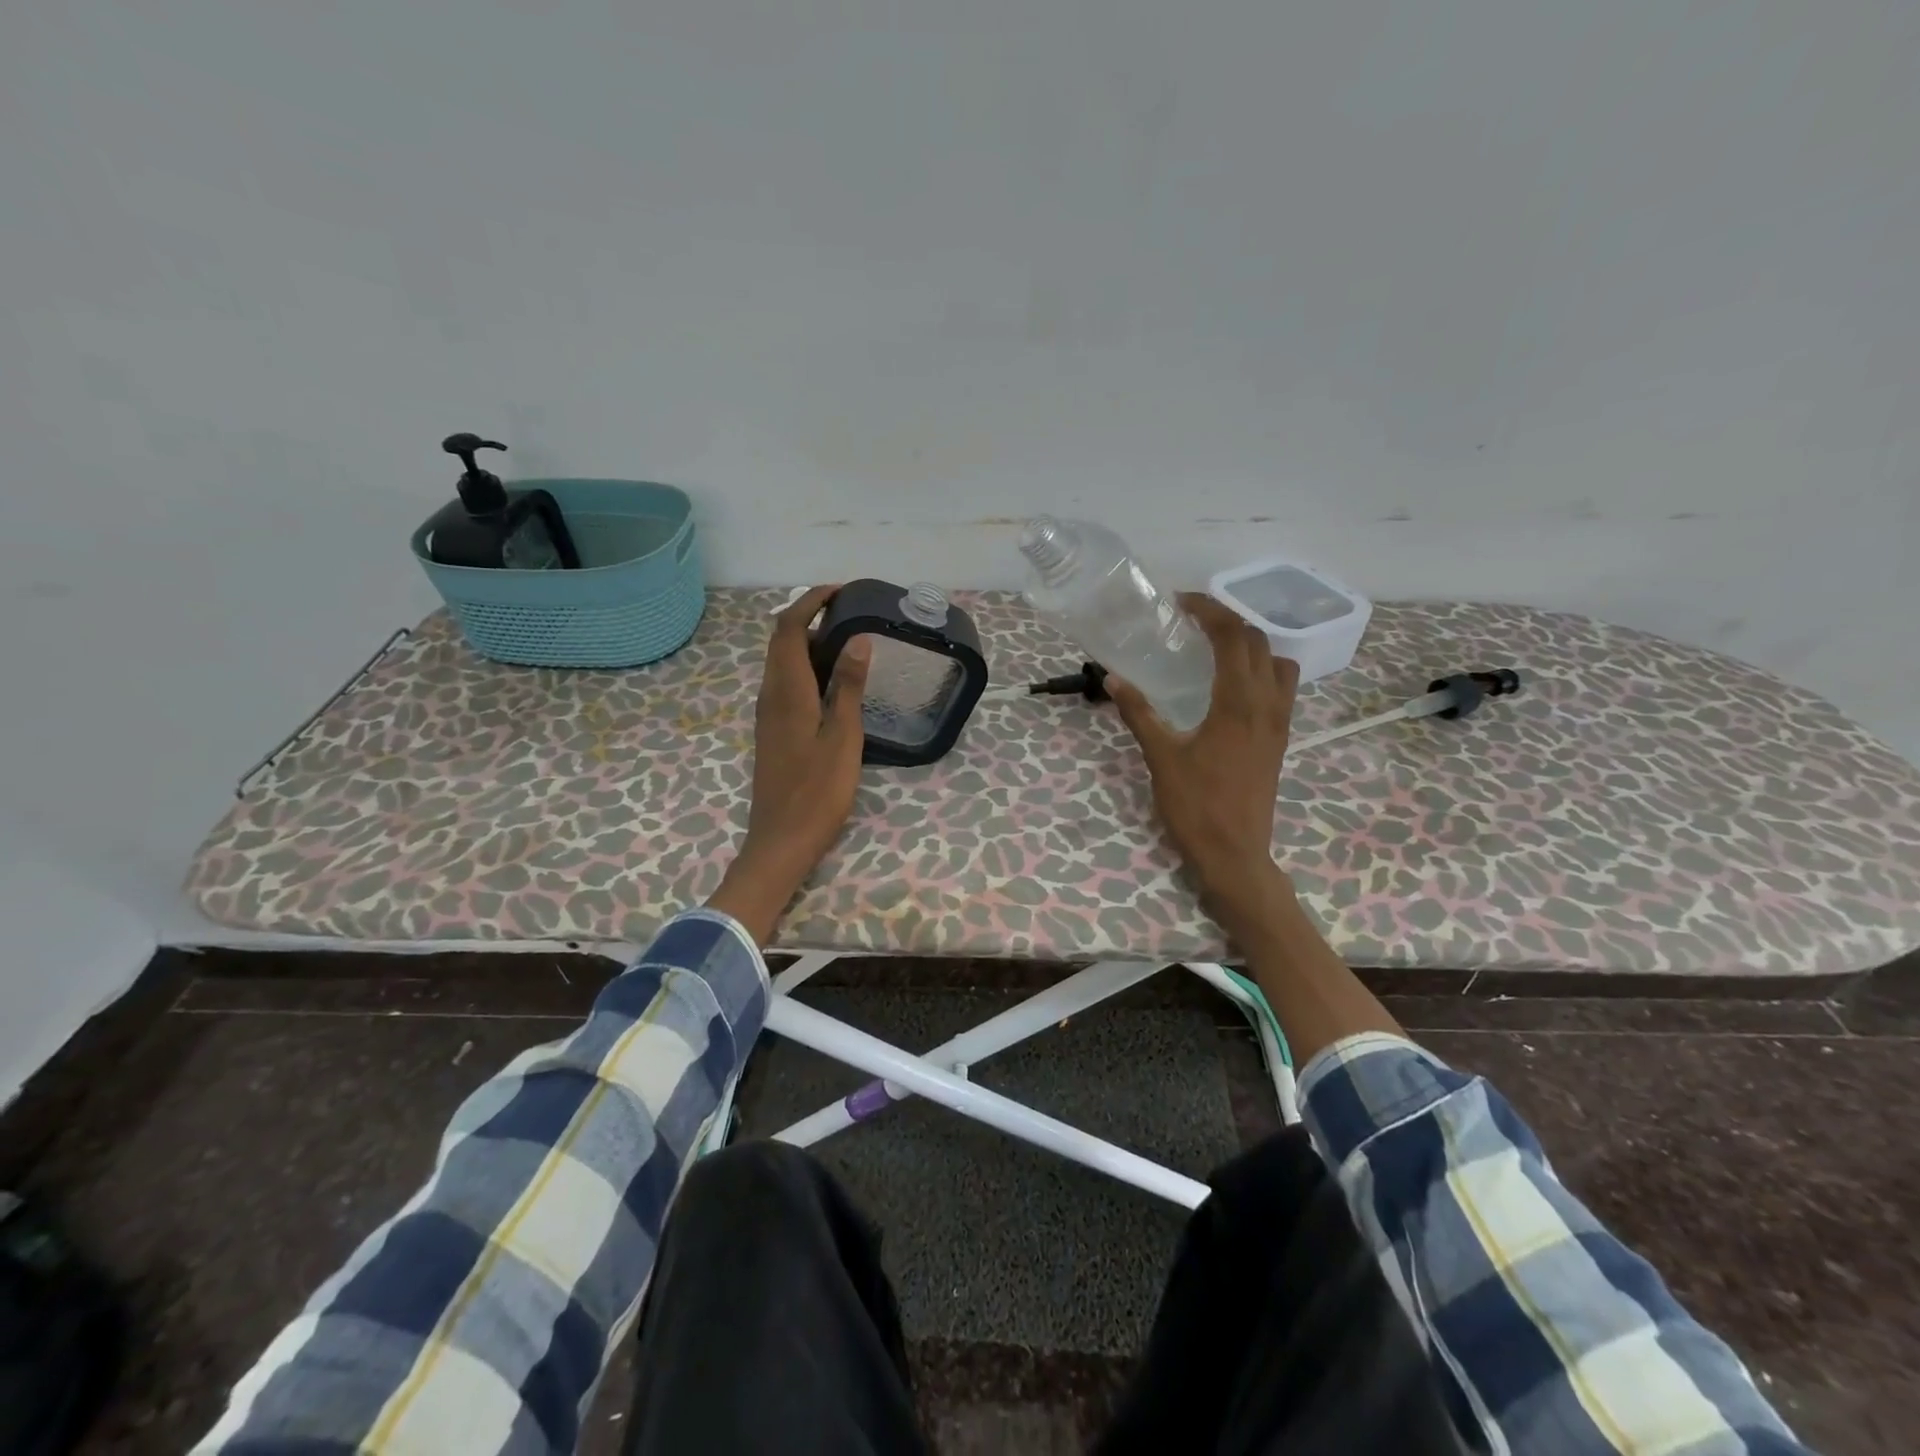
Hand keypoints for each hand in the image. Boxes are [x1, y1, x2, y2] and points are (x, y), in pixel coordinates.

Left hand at [708, 586, 871, 941]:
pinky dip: (806, 666)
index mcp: (787, 691)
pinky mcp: (773, 730)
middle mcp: (771, 695)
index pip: (789, 628)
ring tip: (848, 640)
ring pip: (782, 662)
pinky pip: (786, 682)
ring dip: (808, 641)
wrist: (781, 840)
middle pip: (781, 640)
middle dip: (810, 615)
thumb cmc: (817, 791)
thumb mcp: (843, 737)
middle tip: (850, 612)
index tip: (842, 591)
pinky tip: (834, 681)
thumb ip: (848, 686)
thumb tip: (857, 638)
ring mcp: (768, 714)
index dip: (811, 601)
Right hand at [1109, 594, 1300, 940]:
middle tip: (1192, 619)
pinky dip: (1261, 670)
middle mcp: (1267, 704)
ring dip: (1251, 644)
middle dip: (1227, 620)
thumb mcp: (1161, 757)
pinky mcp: (1280, 739)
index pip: (1232, 636)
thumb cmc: (1196, 806)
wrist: (1235, 854)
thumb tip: (1112, 678)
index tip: (1181, 603)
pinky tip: (1231, 685)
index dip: (1209, 610)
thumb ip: (1139, 713)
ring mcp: (1279, 722)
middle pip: (1258, 641)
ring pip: (1278, 662)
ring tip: (1216, 648)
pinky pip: (1281, 688)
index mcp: (1238, 702)